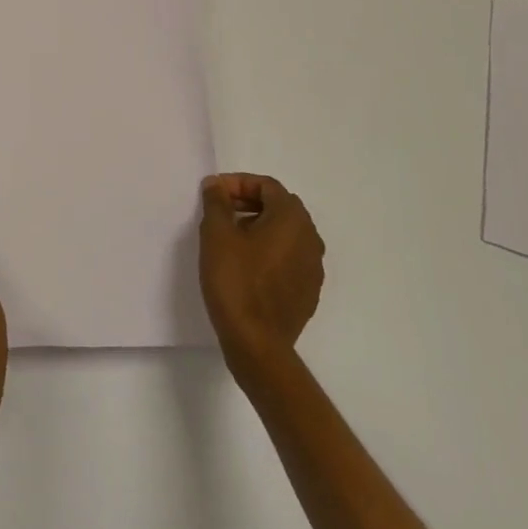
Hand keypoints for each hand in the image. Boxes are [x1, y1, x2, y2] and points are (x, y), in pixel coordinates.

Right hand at [199, 173, 325, 373]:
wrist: (257, 345)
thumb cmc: (236, 281)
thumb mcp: (217, 234)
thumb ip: (217, 202)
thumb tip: (216, 184)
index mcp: (292, 219)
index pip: (267, 185)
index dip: (238, 183)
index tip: (214, 194)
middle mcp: (310, 238)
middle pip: (280, 206)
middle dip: (249, 202)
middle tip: (221, 211)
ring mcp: (313, 268)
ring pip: (286, 233)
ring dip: (260, 226)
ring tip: (231, 238)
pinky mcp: (308, 292)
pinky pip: (290, 258)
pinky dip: (270, 251)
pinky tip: (247, 266)